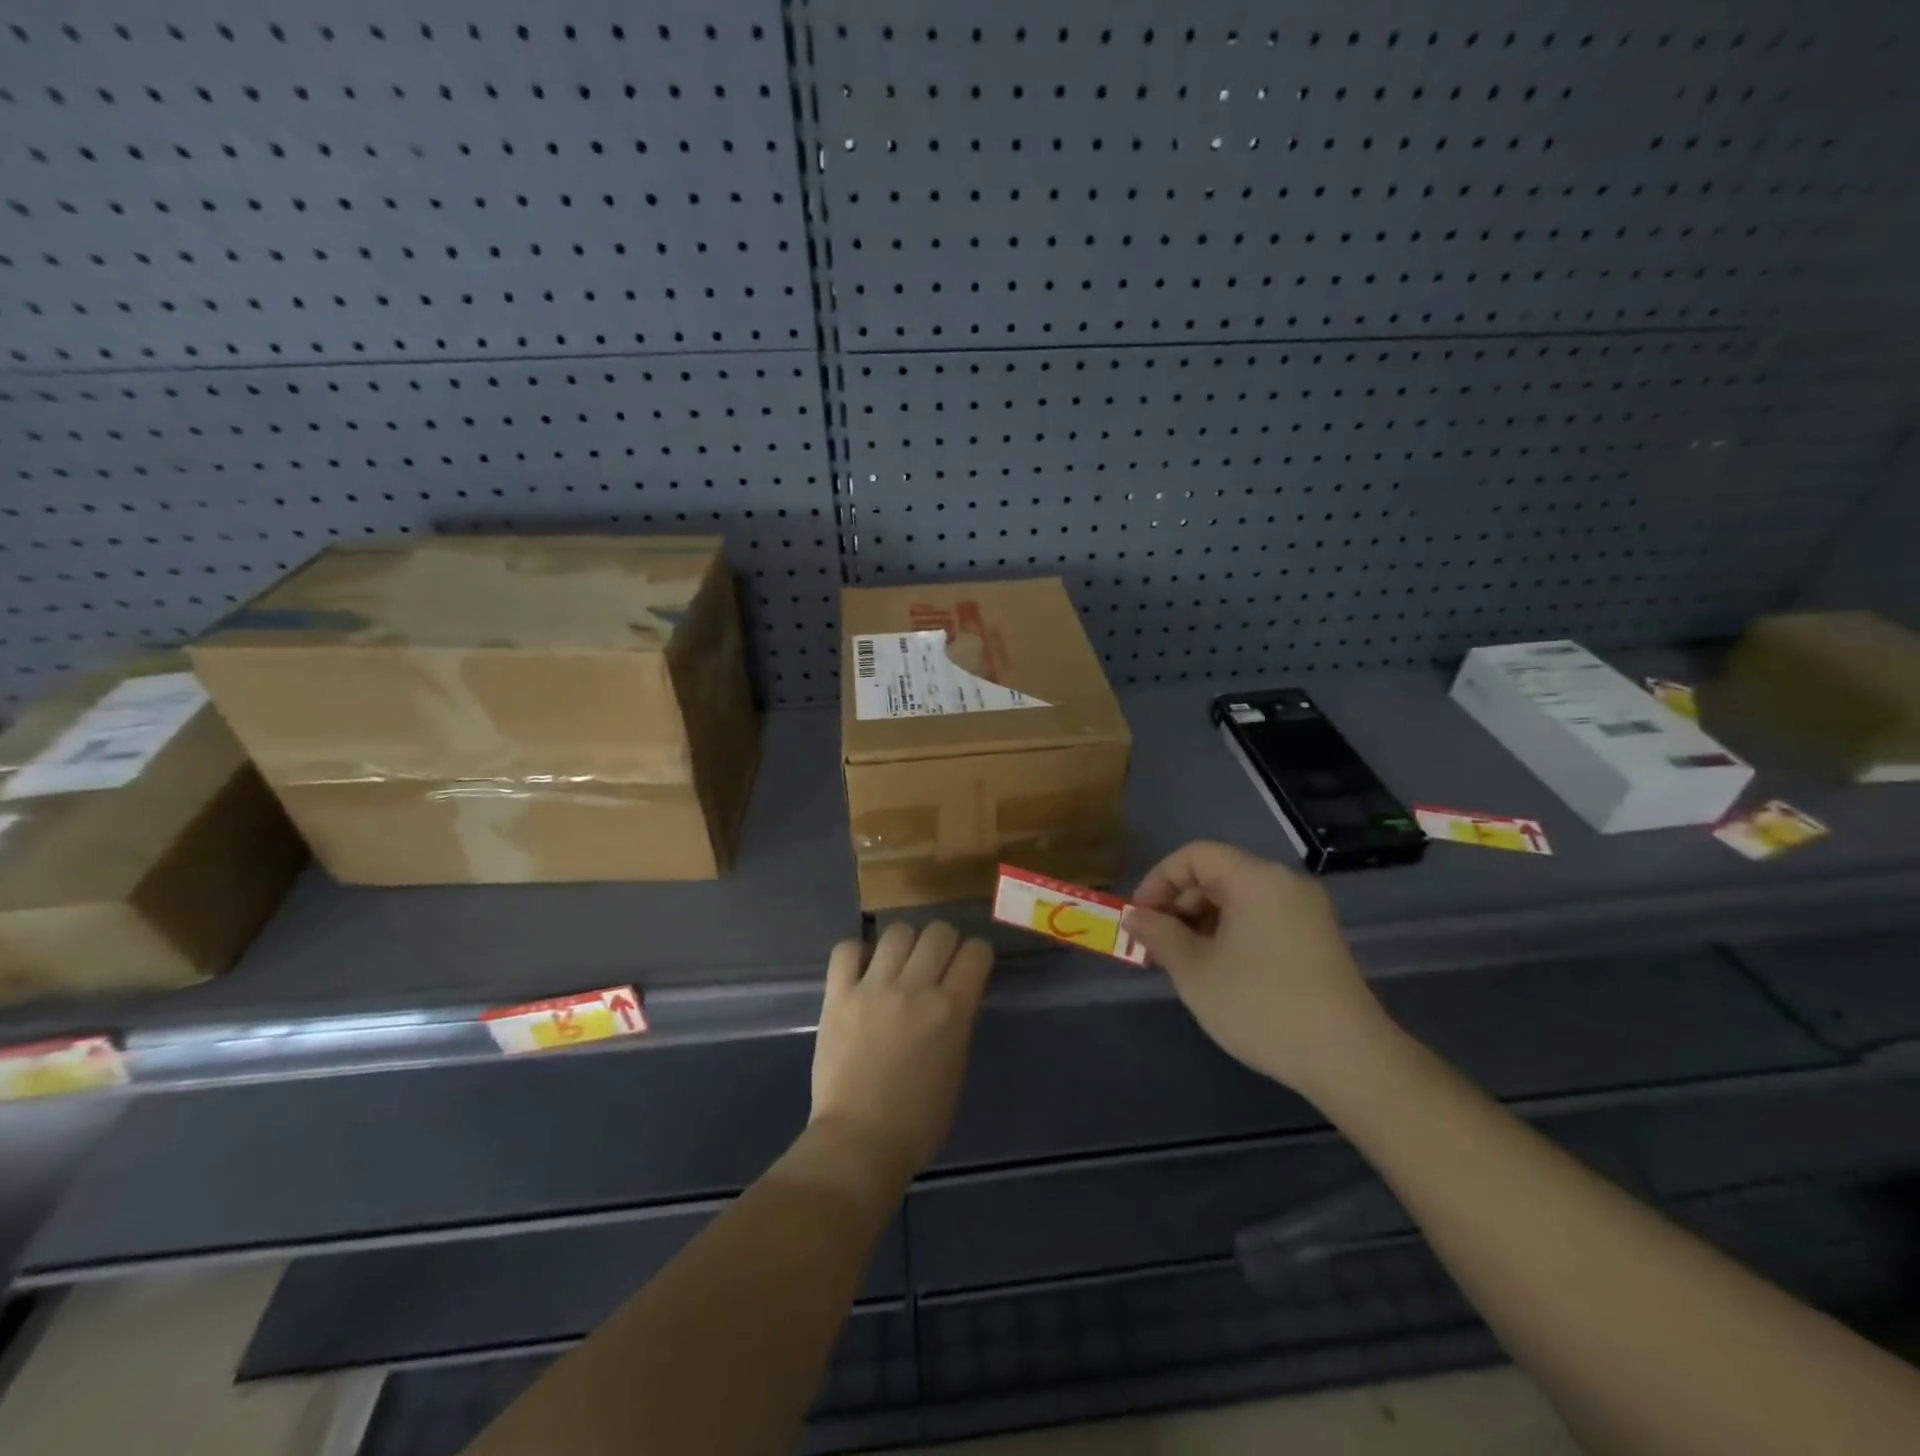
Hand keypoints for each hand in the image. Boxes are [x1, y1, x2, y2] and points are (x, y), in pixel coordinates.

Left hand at [809, 921, 993, 1187]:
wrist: (858, 1143)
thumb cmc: (918, 1122)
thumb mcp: (956, 1068)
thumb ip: (957, 1023)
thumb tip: (953, 997)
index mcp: (951, 1011)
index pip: (976, 952)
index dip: (977, 954)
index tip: (971, 965)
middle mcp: (915, 989)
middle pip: (938, 932)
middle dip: (944, 942)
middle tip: (937, 962)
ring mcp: (873, 989)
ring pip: (897, 931)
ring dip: (905, 943)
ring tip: (899, 963)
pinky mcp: (838, 996)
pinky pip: (847, 949)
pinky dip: (858, 953)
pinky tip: (863, 970)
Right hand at [1121, 841, 1388, 1095]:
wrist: (1348, 1058)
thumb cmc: (1260, 1005)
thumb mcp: (1195, 970)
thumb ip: (1159, 935)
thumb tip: (1135, 917)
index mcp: (1255, 877)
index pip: (1194, 855)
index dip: (1158, 880)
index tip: (1140, 918)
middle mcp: (1284, 881)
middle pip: (1217, 872)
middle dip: (1179, 902)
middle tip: (1158, 942)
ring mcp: (1307, 909)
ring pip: (1239, 896)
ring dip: (1204, 918)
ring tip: (1185, 959)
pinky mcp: (1318, 936)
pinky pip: (1262, 915)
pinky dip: (1232, 930)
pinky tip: (1221, 968)